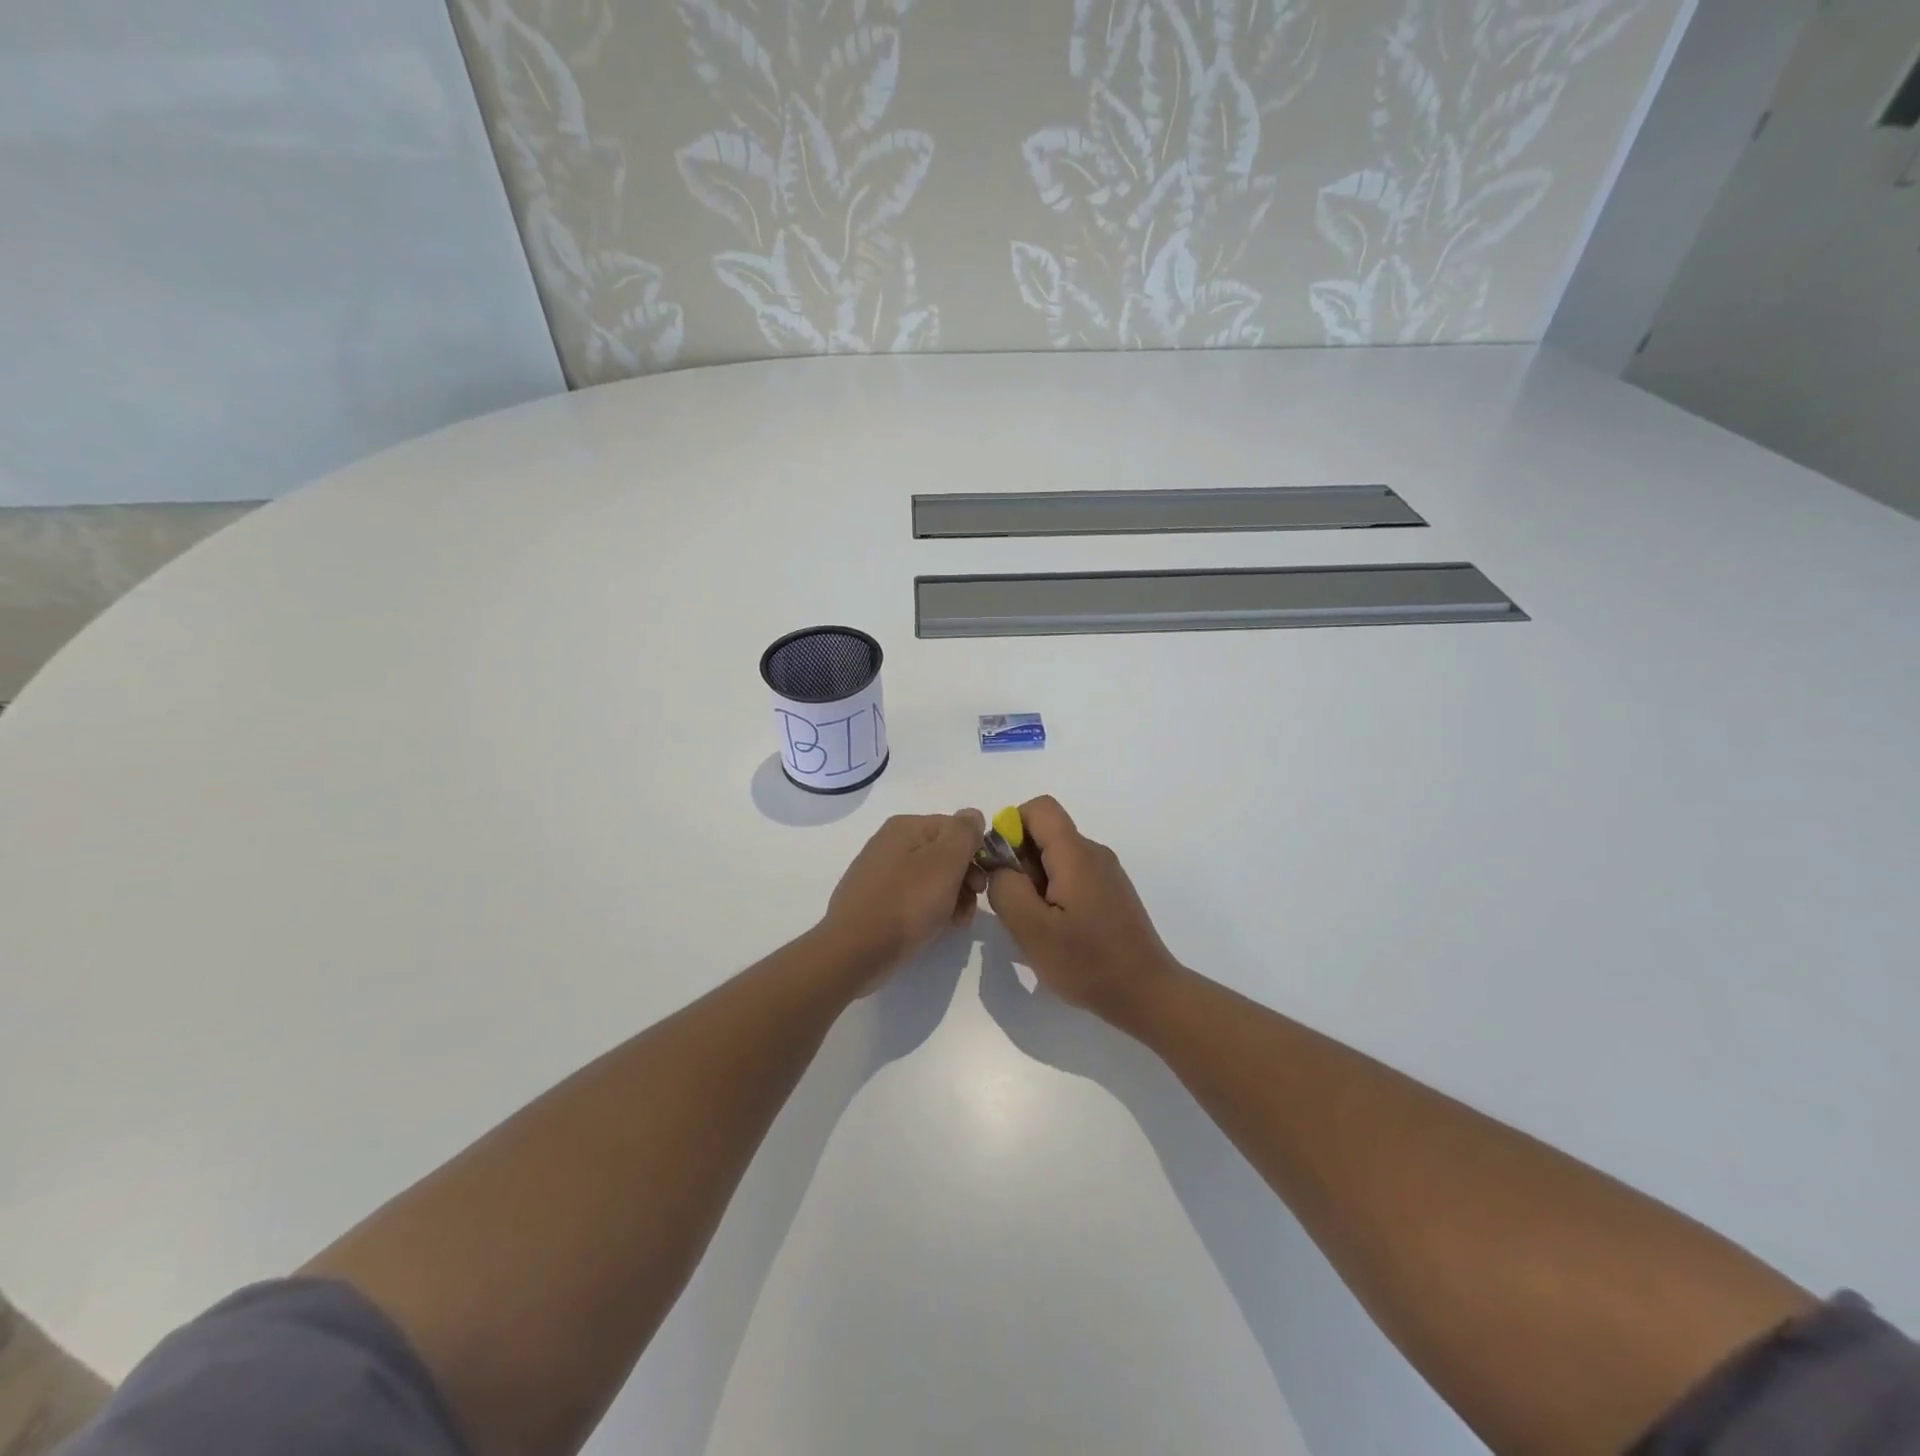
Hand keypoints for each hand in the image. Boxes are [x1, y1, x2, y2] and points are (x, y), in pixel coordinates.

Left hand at [821, 810, 988, 984]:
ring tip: (956, 923)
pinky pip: (913, 898)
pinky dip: (929, 910)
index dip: (975, 853)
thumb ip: (964, 833)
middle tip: (971, 906)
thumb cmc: (906, 903)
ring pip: (931, 879)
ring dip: (952, 898)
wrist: (855, 952)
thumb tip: (973, 815)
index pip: (956, 828)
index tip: (981, 883)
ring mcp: (880, 873)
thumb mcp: (945, 862)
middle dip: (965, 879)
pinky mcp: (875, 901)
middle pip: (944, 854)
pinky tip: (935, 929)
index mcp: (905, 826)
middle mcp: (890, 843)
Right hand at [985, 796, 1183, 1024]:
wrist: (1148, 994)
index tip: (1003, 869)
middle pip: (1046, 833)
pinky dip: (1054, 893)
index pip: (1039, 808)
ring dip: (1035, 882)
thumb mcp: (1032, 930)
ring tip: (1037, 925)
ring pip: (1056, 857)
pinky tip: (1058, 932)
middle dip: (1020, 861)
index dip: (1011, 827)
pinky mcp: (1111, 892)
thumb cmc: (1088, 963)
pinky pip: (1072, 875)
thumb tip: (999, 866)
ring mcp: (1106, 873)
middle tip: (1018, 908)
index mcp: (1076, 854)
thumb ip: (1006, 889)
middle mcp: (1094, 853)